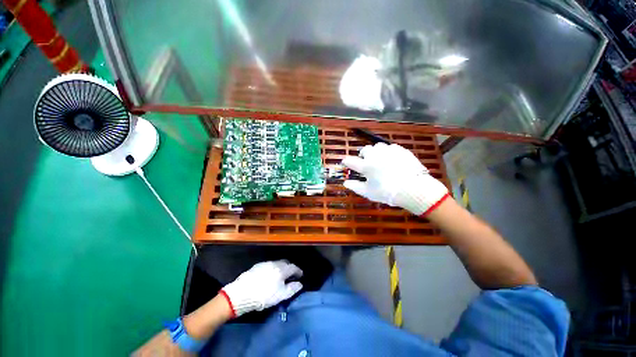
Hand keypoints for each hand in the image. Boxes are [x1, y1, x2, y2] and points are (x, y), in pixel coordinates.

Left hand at [220, 260, 302, 317]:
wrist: (242, 294)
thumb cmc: (264, 295)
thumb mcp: (280, 295)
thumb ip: (292, 289)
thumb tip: (300, 284)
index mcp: (282, 269)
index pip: (293, 267)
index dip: (298, 271)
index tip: (301, 275)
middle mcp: (275, 263)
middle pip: (285, 263)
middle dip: (290, 268)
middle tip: (291, 276)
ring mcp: (265, 264)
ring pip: (276, 264)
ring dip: (280, 268)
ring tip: (280, 276)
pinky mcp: (257, 266)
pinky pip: (268, 266)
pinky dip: (272, 269)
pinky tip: (268, 277)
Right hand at [342, 143, 449, 215]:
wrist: (413, 189)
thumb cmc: (387, 192)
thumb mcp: (368, 192)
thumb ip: (355, 186)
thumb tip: (345, 183)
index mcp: (365, 166)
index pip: (350, 160)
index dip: (346, 162)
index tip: (347, 164)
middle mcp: (375, 155)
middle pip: (364, 150)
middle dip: (363, 155)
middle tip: (366, 163)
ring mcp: (388, 151)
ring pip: (377, 146)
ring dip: (375, 152)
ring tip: (379, 160)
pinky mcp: (400, 150)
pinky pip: (391, 147)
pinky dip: (388, 152)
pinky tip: (392, 160)